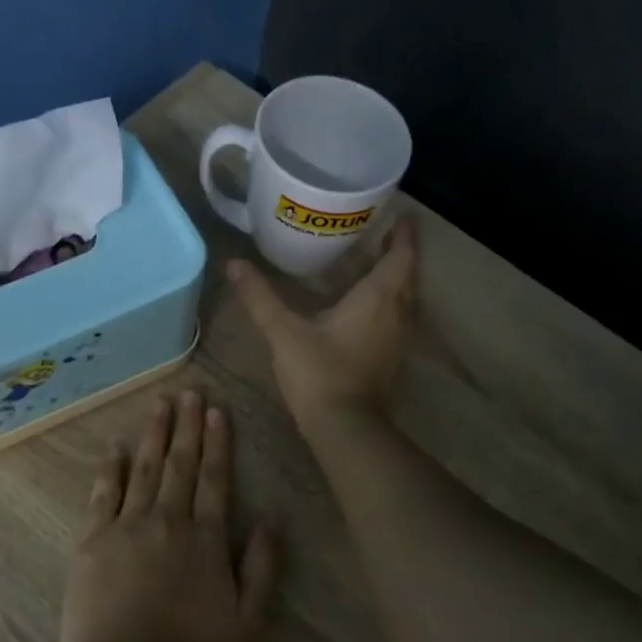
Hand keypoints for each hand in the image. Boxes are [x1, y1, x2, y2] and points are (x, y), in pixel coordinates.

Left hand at [60, 392, 278, 641]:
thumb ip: (263, 567)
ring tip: (160, 405)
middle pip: (180, 464)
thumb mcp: (247, 621)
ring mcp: (126, 527)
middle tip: (189, 392)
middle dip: (186, 426)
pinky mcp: (92, 542)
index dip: (217, 443)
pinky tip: (114, 447)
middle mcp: (168, 521)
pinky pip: (102, 495)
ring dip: (153, 435)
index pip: (215, 479)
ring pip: (143, 469)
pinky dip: (109, 469)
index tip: (216, 411)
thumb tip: (274, 519)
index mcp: (206, 538)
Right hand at [228, 218, 419, 429]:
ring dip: (394, 279)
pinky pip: (397, 318)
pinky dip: (387, 303)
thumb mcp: (284, 331)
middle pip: (407, 274)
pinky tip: (365, 306)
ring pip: (405, 298)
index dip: (404, 233)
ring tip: (372, 264)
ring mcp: (399, 338)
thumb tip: (234, 264)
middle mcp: (398, 312)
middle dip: (397, 252)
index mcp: (379, 296)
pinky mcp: (393, 359)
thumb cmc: (319, 372)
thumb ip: (260, 297)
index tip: (401, 213)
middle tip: (380, 233)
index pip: (401, 254)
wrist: (345, 428)